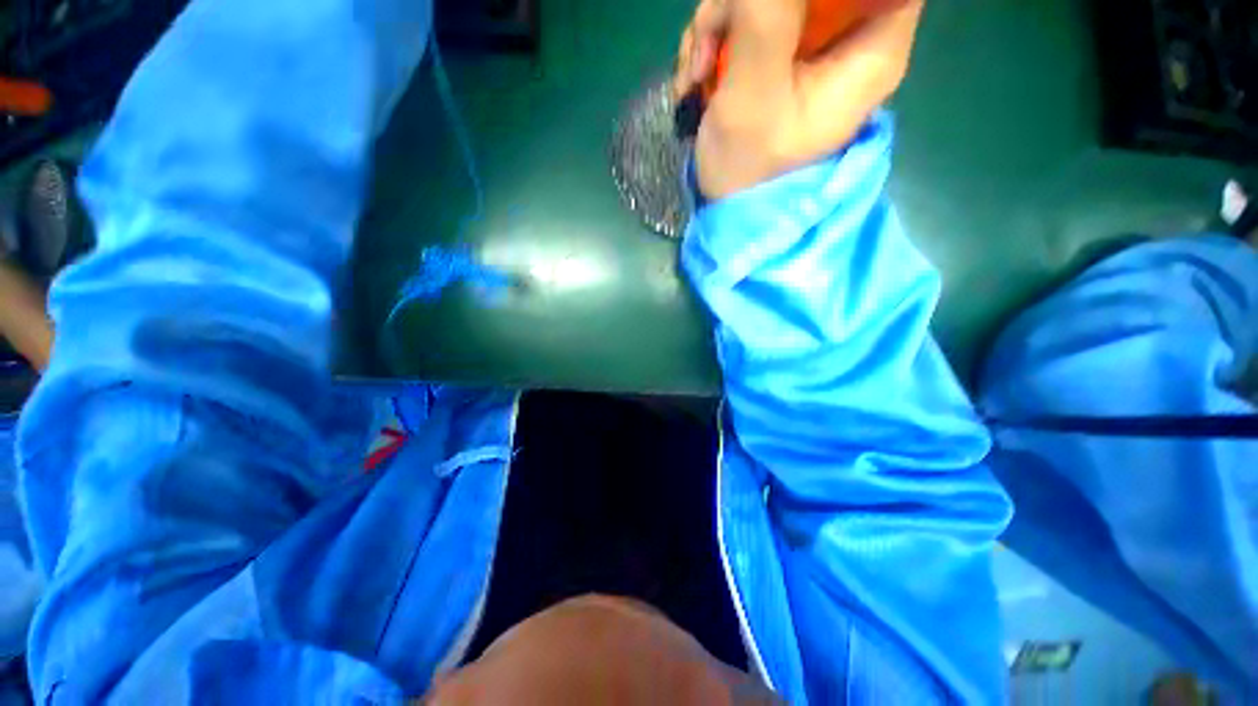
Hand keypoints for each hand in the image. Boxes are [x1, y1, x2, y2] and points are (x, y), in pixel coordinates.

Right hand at [673, 0, 923, 199]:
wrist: (724, 205)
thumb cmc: (747, 169)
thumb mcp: (753, 96)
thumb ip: (765, 18)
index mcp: (872, 51)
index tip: (771, 7)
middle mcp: (850, 38)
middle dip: (748, 0)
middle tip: (710, 40)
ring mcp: (813, 43)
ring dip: (720, 20)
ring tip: (696, 73)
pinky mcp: (781, 52)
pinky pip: (749, 14)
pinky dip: (715, 37)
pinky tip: (696, 77)